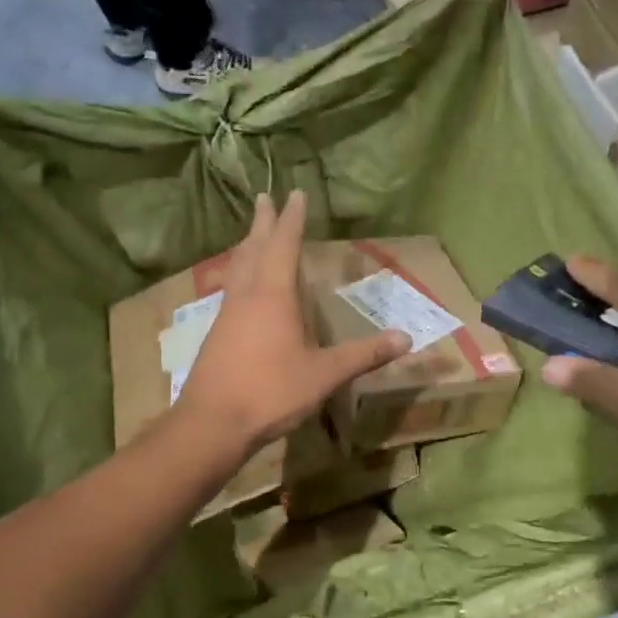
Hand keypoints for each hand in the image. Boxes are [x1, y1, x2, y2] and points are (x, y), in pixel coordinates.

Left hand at [174, 192, 410, 452]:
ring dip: (247, 245)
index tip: (295, 193)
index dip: (292, 219)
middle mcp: (247, 296)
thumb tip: (406, 338)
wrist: (211, 424)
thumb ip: (364, 355)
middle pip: (254, 248)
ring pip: (237, 268)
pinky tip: (242, 288)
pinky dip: (239, 273)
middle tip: (264, 197)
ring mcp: (227, 314)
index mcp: (273, 295)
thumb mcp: (324, 374)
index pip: (284, 245)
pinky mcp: (217, 334)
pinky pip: (230, 289)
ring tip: (253, 234)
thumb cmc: (270, 392)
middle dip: (263, 222)